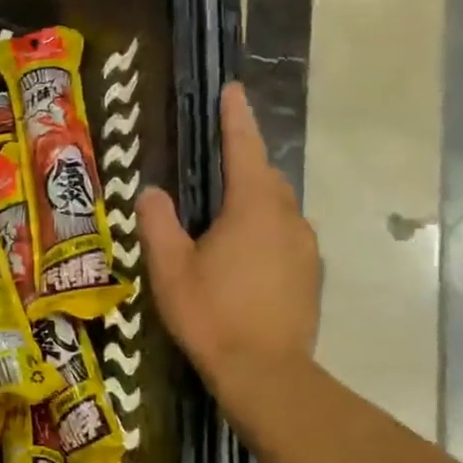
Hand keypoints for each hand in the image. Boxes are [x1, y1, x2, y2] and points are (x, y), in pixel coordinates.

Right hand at [139, 83, 319, 392]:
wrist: (266, 372)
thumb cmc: (211, 313)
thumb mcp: (170, 267)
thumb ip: (158, 223)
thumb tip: (152, 192)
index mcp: (252, 208)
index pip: (243, 150)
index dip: (235, 119)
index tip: (232, 90)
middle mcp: (287, 218)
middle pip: (266, 176)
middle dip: (244, 160)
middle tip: (217, 158)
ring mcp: (305, 246)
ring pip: (279, 206)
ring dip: (254, 197)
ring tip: (225, 210)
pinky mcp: (310, 273)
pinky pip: (286, 234)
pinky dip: (265, 228)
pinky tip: (243, 252)